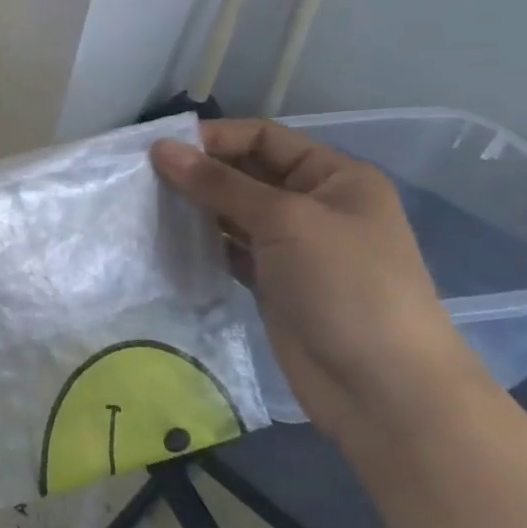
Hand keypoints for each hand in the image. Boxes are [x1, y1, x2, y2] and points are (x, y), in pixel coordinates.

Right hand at [151, 120, 491, 443]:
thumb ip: (219, 183)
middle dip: (200, 172)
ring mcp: (293, 247)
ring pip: (233, 212)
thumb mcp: (285, 220)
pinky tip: (167, 238)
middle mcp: (314, 205)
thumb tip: (161, 148)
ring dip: (195, 206)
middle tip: (143, 176)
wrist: (383, 389)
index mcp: (335, 177)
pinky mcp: (272, 282)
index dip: (216, 137)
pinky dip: (201, 242)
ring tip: (146, 204)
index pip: (265, 138)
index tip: (162, 148)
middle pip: (246, 173)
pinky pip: (228, 249)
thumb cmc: (346, 286)